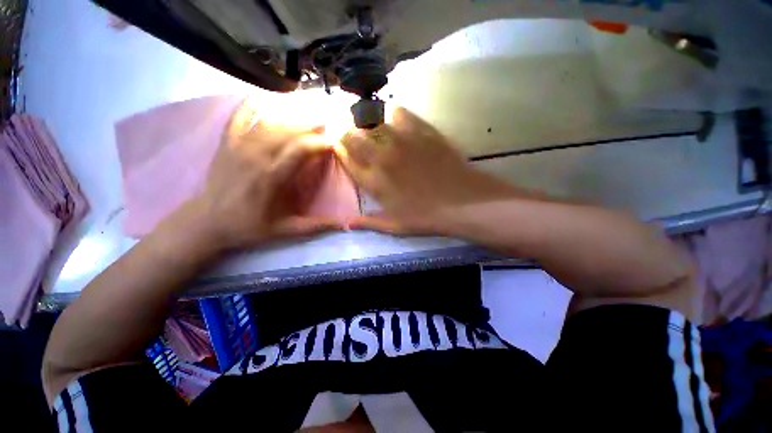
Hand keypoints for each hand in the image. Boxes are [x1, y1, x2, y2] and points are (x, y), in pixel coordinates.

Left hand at [189, 101, 344, 249]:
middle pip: (288, 131)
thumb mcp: (286, 231)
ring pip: (269, 122)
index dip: (320, 143)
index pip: (301, 149)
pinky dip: (251, 106)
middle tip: (328, 123)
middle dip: (311, 125)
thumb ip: (316, 226)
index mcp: (272, 177)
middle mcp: (256, 156)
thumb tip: (345, 225)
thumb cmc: (249, 226)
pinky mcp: (227, 143)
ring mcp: (239, 146)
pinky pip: (240, 118)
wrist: (206, 222)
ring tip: (309, 114)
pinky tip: (263, 97)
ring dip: (292, 116)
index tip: (334, 143)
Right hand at [336, 107, 516, 234]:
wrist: (463, 203)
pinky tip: (394, 117)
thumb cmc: (426, 217)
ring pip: (373, 119)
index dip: (338, 148)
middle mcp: (382, 157)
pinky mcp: (422, 131)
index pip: (346, 158)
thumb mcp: (395, 226)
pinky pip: (400, 113)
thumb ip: (368, 223)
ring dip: (366, 119)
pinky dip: (392, 113)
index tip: (338, 143)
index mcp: (374, 181)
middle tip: (348, 129)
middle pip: (353, 135)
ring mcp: (402, 141)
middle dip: (346, 130)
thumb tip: (347, 224)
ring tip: (367, 120)